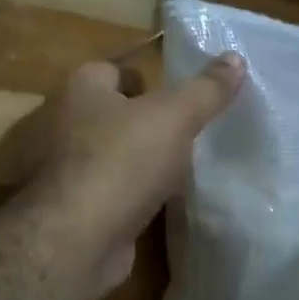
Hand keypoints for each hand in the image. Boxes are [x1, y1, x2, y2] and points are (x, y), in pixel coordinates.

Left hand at [18, 52, 245, 292]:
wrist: (76, 241)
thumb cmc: (121, 162)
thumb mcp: (174, 117)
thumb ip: (206, 89)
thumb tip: (236, 58)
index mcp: (80, 90)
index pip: (111, 70)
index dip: (146, 80)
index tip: (178, 99)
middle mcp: (62, 124)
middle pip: (110, 113)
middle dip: (143, 122)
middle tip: (185, 134)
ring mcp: (62, 170)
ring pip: (108, 154)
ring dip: (137, 161)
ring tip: (178, 169)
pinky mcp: (70, 208)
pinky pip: (107, 191)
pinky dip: (128, 195)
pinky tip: (157, 202)